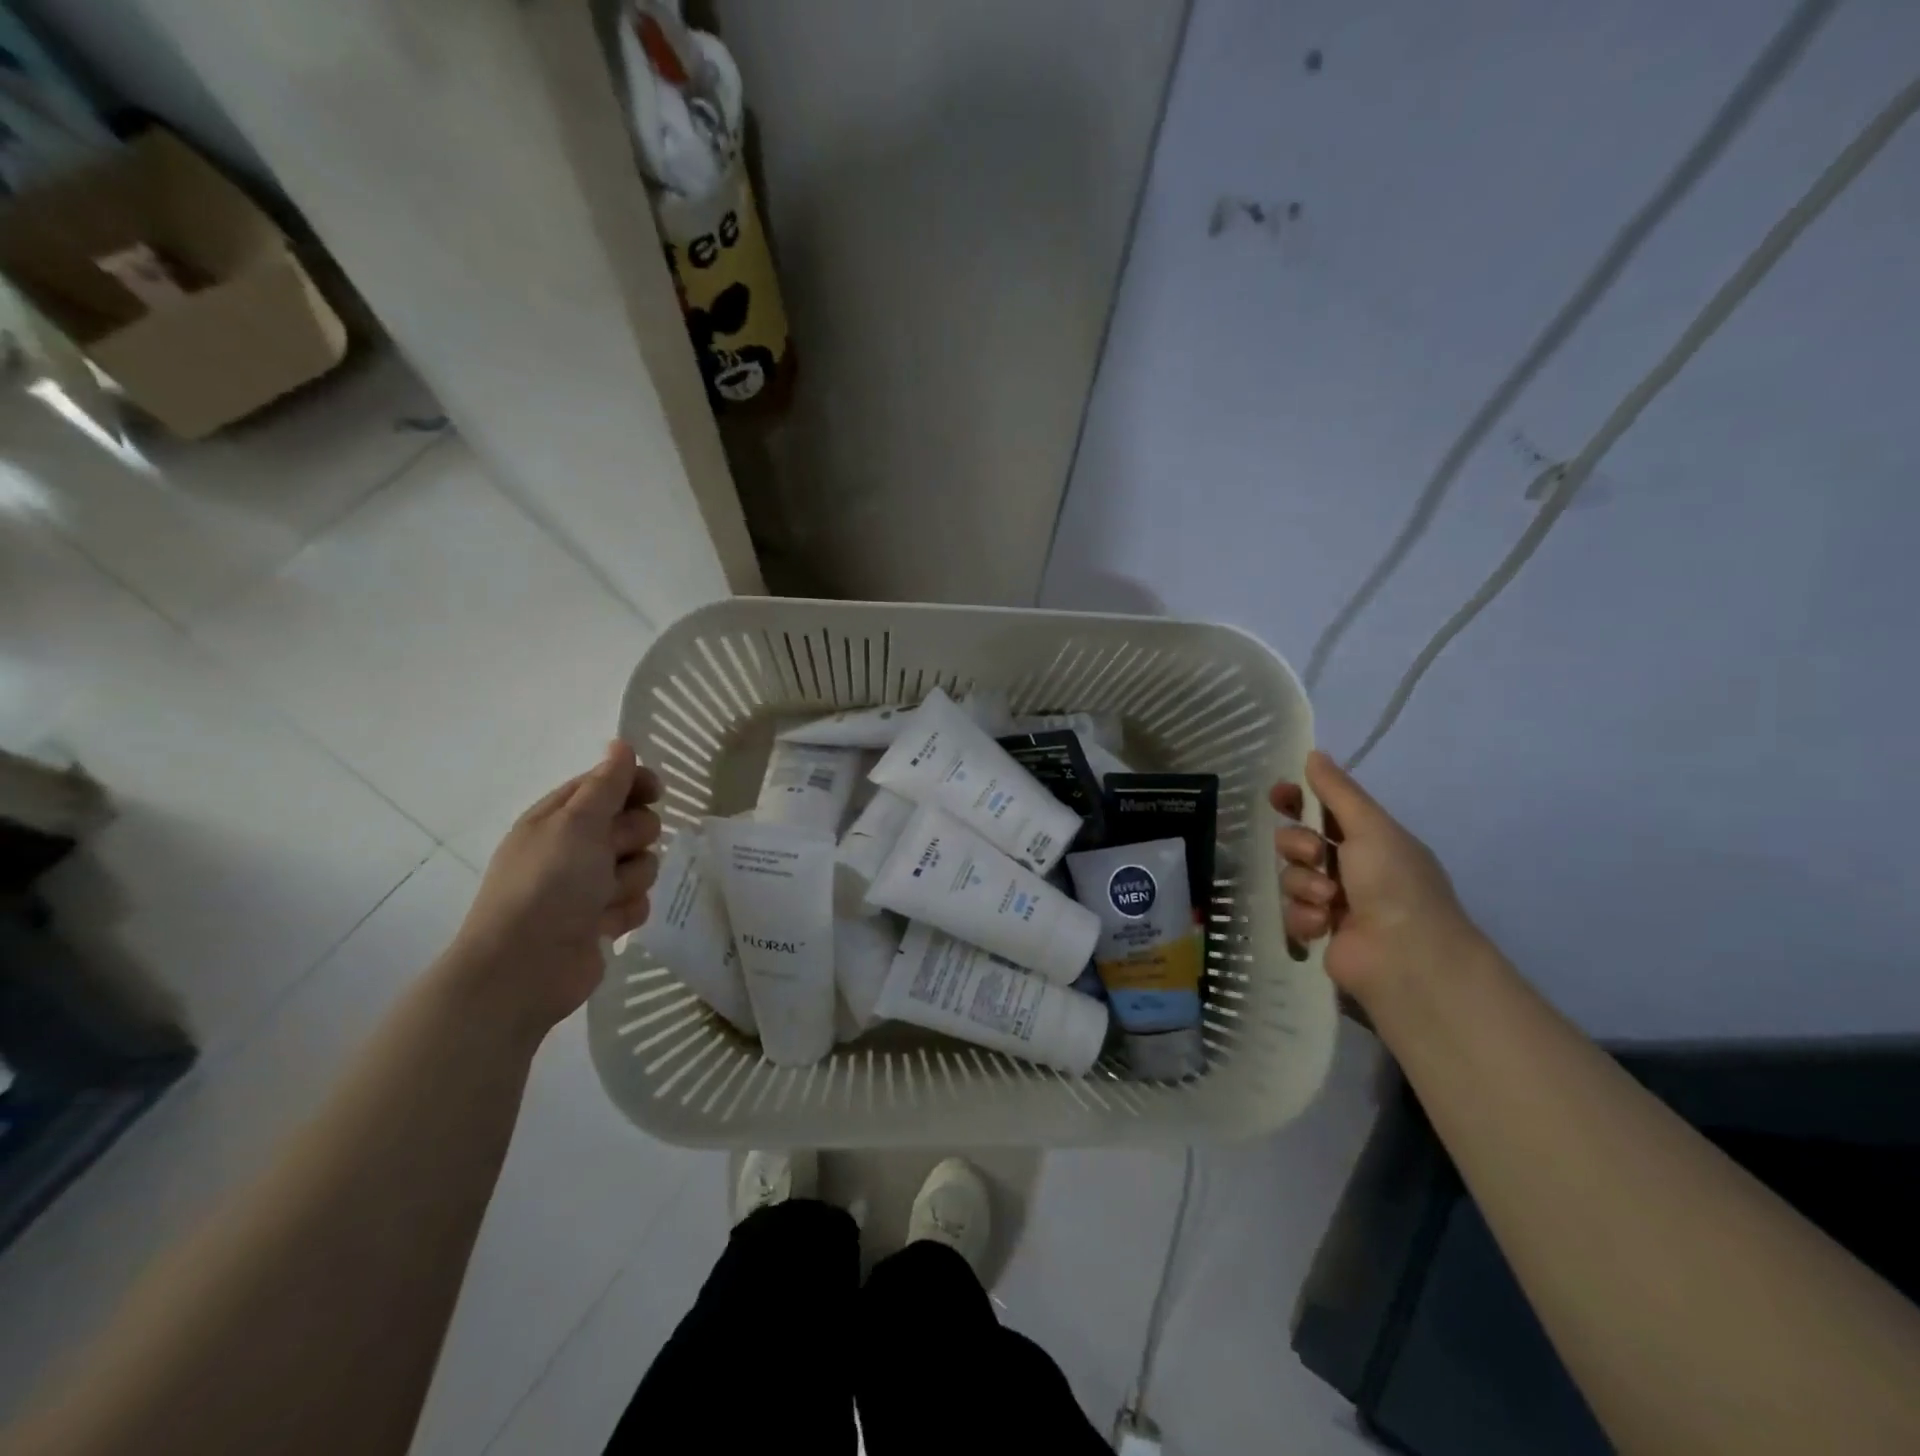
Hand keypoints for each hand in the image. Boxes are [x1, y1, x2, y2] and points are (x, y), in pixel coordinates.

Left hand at [449, 740, 662, 1035]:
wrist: (524, 967)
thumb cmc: (547, 884)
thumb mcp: (577, 823)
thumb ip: (606, 784)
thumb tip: (621, 743)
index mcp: (560, 818)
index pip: (608, 785)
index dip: (635, 784)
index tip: (656, 791)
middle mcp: (575, 848)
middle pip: (634, 825)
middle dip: (632, 839)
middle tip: (611, 854)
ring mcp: (589, 886)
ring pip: (642, 865)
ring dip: (630, 879)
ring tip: (603, 898)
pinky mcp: (603, 920)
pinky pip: (638, 902)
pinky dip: (625, 912)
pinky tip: (604, 924)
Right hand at [1270, 749, 1483, 1009]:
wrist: (1405, 956)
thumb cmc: (1394, 883)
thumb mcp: (1370, 827)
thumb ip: (1338, 792)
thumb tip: (1314, 753)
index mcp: (1370, 839)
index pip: (1323, 810)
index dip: (1298, 801)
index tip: (1279, 796)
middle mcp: (1351, 867)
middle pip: (1298, 841)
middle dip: (1298, 844)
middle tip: (1315, 855)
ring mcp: (1334, 901)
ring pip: (1291, 876)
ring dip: (1304, 884)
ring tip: (1329, 900)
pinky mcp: (1319, 931)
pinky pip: (1292, 911)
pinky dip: (1304, 916)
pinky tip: (1323, 925)